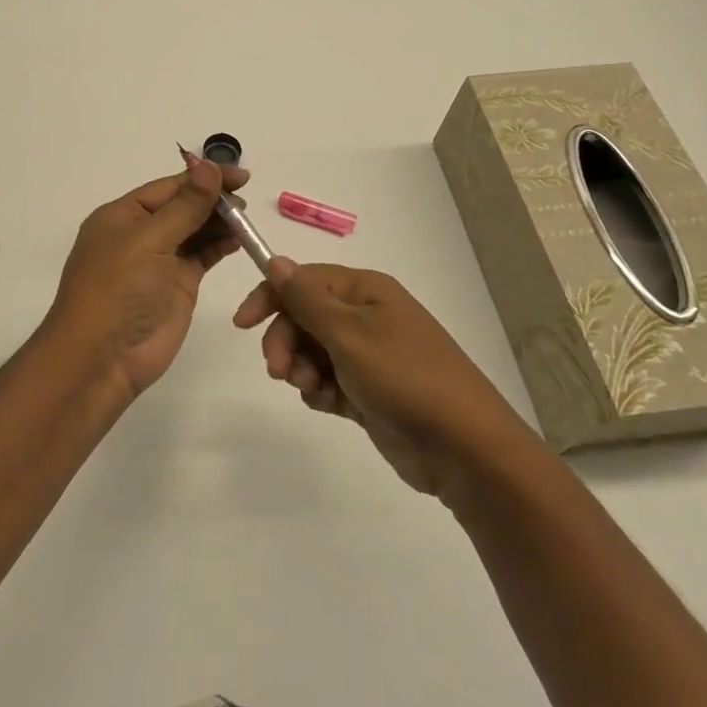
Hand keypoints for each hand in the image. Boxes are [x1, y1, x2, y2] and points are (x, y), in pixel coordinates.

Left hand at [45, 155, 250, 397]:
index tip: (240, 175)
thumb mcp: (149, 241)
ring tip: (246, 217)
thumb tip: (209, 166)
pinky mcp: (177, 286)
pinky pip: (202, 256)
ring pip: (195, 230)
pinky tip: (240, 237)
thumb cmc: (117, 291)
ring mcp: (160, 261)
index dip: (203, 178)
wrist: (102, 359)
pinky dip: (220, 245)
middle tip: (247, 197)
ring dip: (219, 221)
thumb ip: (185, 206)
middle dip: (213, 199)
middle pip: (183, 206)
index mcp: (122, 216)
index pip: (168, 187)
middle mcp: (140, 234)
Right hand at [234, 258, 518, 499]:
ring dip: (301, 368)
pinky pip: (328, 380)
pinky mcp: (370, 391)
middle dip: (285, 340)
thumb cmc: (403, 377)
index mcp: (365, 291)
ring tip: (313, 390)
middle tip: (280, 371)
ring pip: (313, 350)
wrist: (463, 447)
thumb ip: (305, 298)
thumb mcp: (348, 333)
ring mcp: (370, 355)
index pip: (303, 280)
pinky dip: (320, 390)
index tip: (242, 324)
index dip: (270, 296)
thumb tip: (274, 260)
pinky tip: (327, 405)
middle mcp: (366, 316)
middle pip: (304, 316)